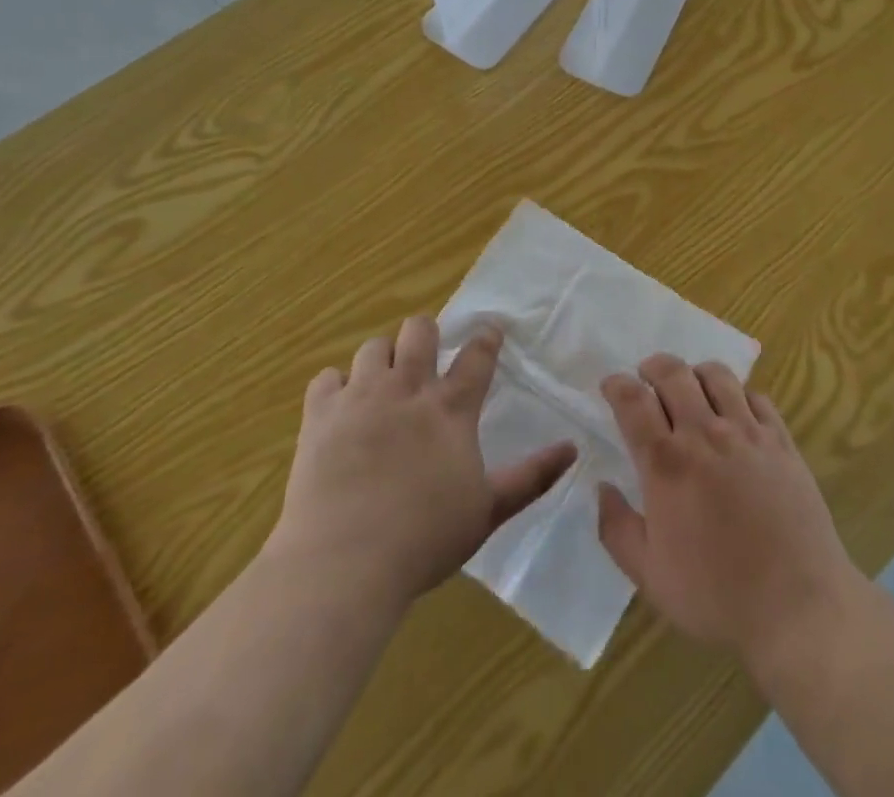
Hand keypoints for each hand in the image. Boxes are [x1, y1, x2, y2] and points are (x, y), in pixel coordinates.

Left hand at [266, 318, 575, 608]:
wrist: (343, 565)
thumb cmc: (424, 540)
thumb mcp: (488, 510)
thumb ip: (532, 476)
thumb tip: (573, 449)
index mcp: (451, 409)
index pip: (476, 356)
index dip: (486, 337)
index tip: (490, 328)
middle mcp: (407, 389)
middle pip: (419, 330)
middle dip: (426, 333)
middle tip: (426, 356)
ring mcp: (360, 398)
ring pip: (373, 347)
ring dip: (382, 358)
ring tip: (383, 381)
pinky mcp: (320, 416)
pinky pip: (326, 378)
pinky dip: (336, 386)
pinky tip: (340, 406)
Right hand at [597, 354, 862, 667]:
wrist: (797, 605)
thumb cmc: (717, 595)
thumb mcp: (650, 576)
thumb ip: (617, 529)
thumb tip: (603, 488)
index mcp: (667, 463)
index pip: (633, 402)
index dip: (617, 385)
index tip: (610, 385)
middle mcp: (705, 434)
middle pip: (673, 374)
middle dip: (653, 367)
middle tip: (646, 377)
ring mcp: (747, 433)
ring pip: (717, 376)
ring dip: (695, 373)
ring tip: (690, 387)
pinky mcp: (781, 440)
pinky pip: (756, 396)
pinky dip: (738, 394)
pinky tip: (735, 412)